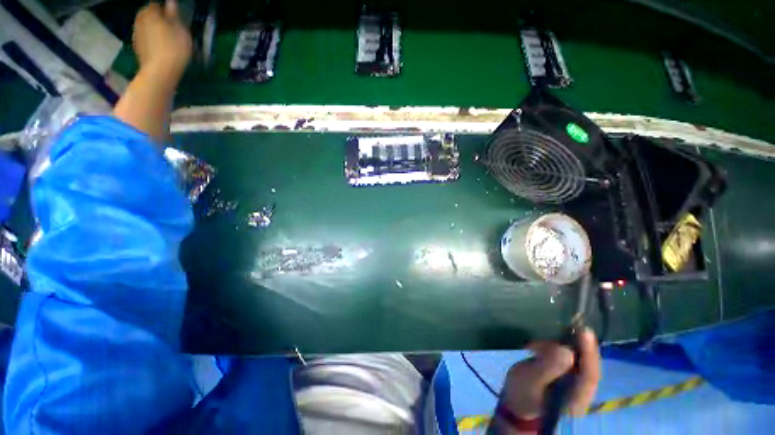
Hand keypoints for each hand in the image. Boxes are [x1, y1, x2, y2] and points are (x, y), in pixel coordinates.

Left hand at [132, 0, 191, 83]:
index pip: (156, 4)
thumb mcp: (181, 31)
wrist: (159, 72)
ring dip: (155, 30)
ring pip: (147, 26)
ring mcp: (136, 33)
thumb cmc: (174, 49)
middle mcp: (139, 19)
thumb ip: (174, 15)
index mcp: (150, 12)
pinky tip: (160, 48)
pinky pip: (145, 38)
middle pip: (149, 15)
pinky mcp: (137, 46)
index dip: (165, 10)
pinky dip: (152, 40)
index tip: (174, 17)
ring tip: (167, 40)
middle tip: (171, 29)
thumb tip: (171, 3)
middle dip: (158, 19)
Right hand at [500, 329, 600, 424]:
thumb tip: (565, 350)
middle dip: (578, 346)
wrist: (516, 412)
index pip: (590, 375)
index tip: (585, 331)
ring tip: (544, 341)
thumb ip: (548, 367)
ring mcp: (575, 389)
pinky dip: (560, 352)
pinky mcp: (567, 382)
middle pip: (588, 367)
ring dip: (565, 348)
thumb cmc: (521, 397)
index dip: (589, 352)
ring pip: (579, 364)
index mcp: (575, 398)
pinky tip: (544, 347)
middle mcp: (581, 394)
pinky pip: (570, 364)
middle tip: (565, 328)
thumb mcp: (530, 381)